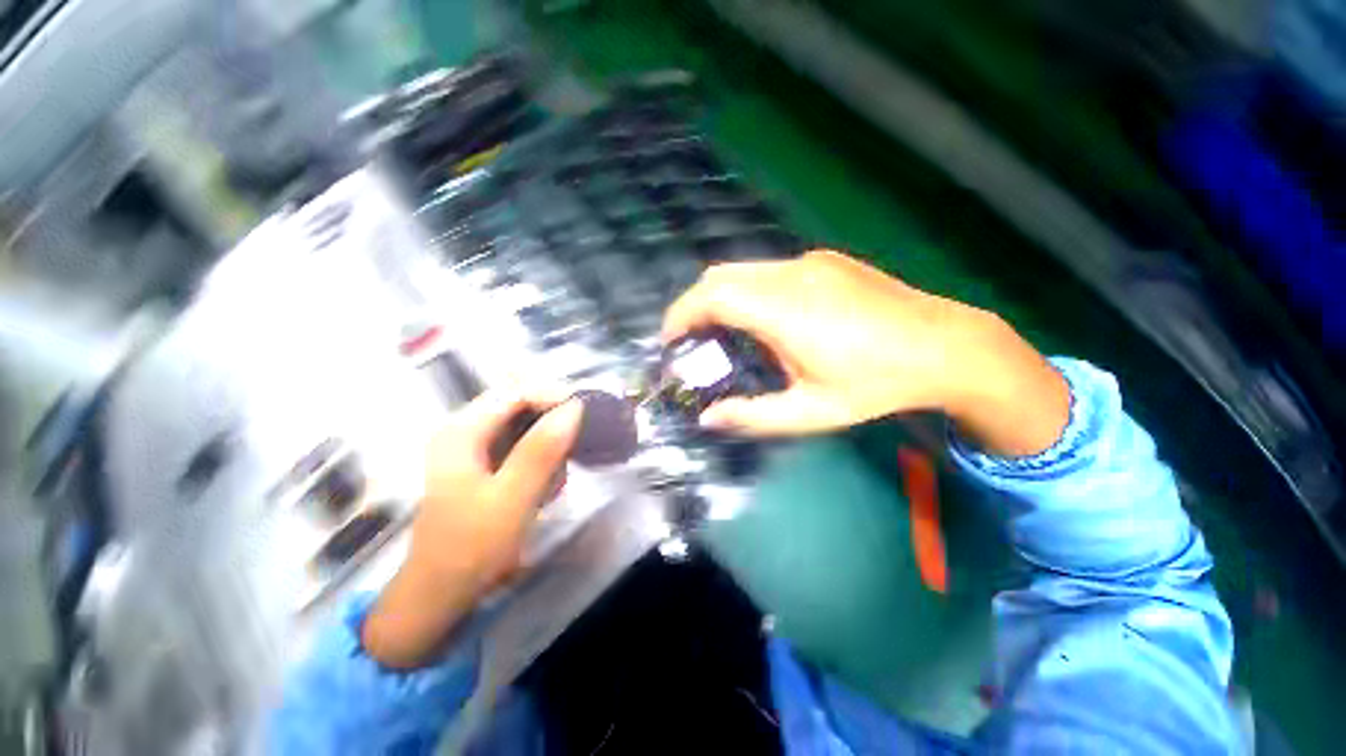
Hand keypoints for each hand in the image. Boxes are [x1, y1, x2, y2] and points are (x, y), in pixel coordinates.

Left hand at [362, 390, 582, 668]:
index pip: (515, 390)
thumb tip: (575, 407)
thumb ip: (541, 450)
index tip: (585, 414)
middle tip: (576, 445)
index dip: (553, 395)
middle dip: (553, 420)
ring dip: (550, 441)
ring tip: (557, 475)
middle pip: (520, 402)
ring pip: (525, 422)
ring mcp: (473, 446)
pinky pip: (523, 443)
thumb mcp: (511, 499)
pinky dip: (542, 456)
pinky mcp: (484, 462)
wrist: (440, 593)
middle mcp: (464, 428)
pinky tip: (545, 483)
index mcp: (461, 430)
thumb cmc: (472, 548)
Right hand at [662, 250, 1068, 455]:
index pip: (711, 296)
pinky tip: (764, 319)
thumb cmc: (876, 385)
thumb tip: (708, 418)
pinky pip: (768, 270)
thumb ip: (752, 416)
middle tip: (690, 340)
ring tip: (722, 332)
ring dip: (720, 297)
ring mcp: (809, 262)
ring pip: (742, 270)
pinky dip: (747, 290)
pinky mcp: (824, 260)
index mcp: (784, 311)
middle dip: (693, 305)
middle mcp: (791, 274)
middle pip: (719, 275)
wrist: (946, 346)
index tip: (670, 341)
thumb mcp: (811, 412)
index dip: (680, 315)